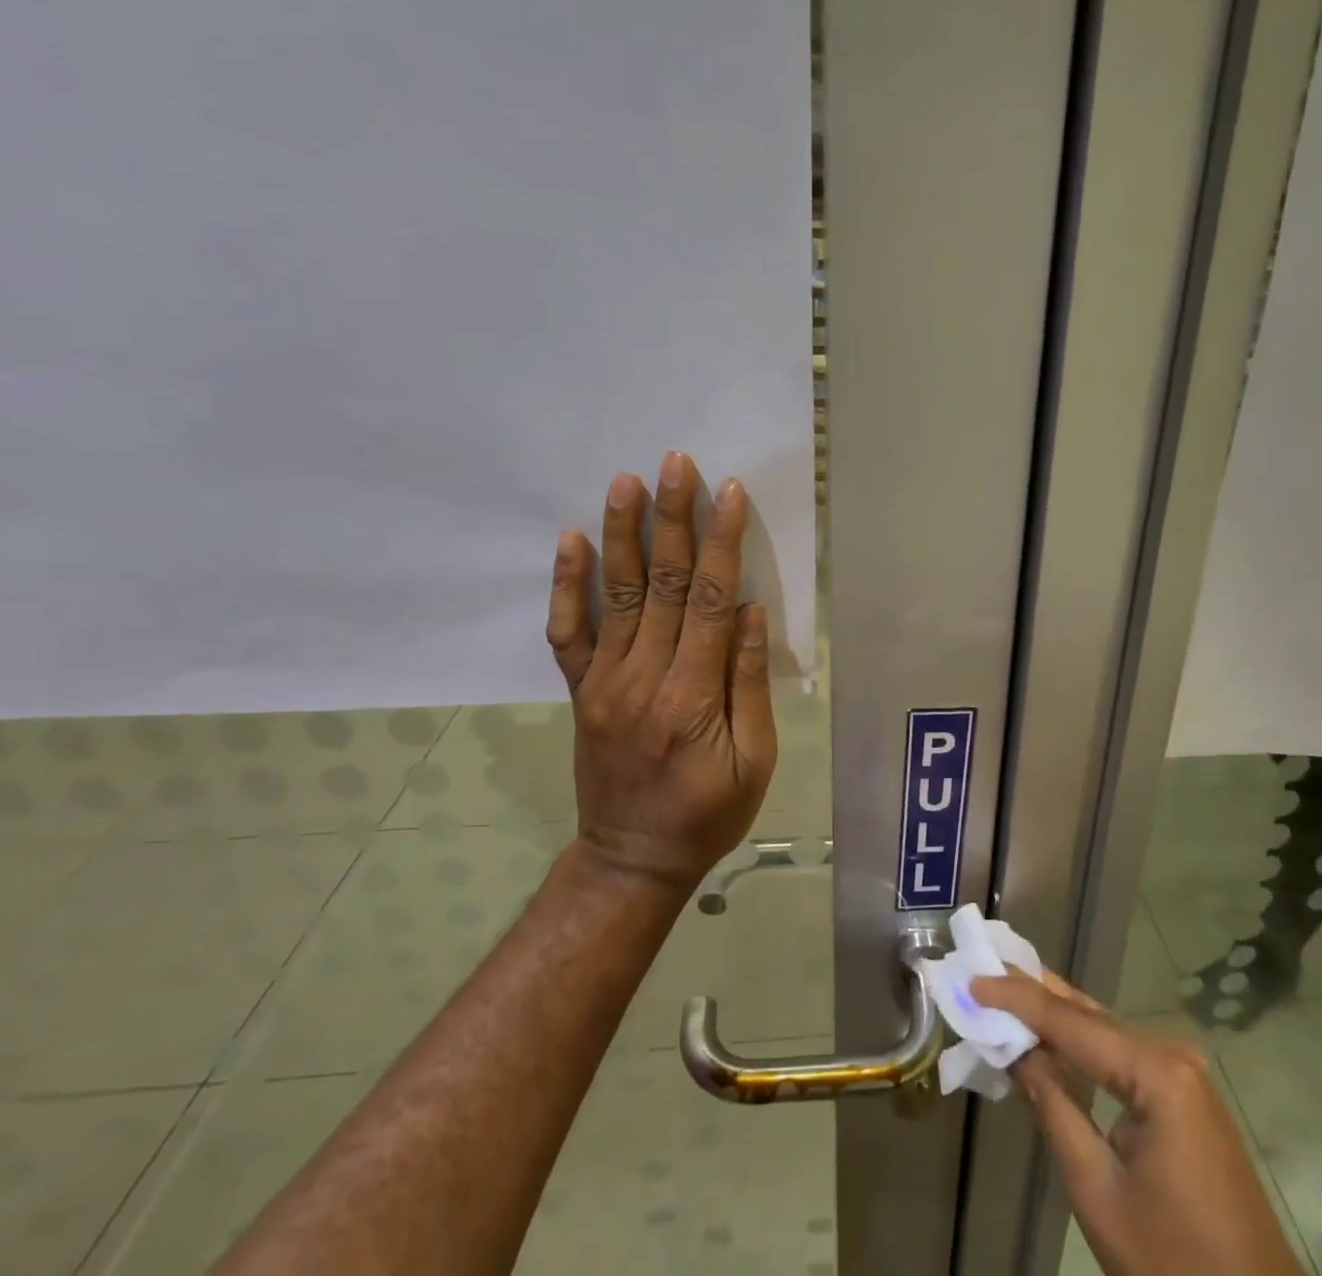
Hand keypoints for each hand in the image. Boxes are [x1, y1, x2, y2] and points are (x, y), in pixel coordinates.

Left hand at [544, 450, 777, 891]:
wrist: (631, 859)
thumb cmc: (708, 814)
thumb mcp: (754, 761)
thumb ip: (748, 685)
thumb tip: (751, 614)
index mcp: (692, 697)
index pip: (712, 603)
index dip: (722, 544)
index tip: (728, 493)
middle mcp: (643, 678)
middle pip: (664, 585)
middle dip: (673, 519)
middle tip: (675, 463)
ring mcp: (604, 682)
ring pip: (616, 595)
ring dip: (622, 535)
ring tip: (625, 482)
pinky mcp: (581, 690)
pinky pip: (568, 632)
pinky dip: (567, 585)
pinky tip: (571, 540)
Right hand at [973, 973, 1301, 1275]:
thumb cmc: (1173, 1266)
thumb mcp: (1097, 1189)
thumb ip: (1053, 1107)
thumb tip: (1014, 1049)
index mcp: (1157, 1072)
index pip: (1071, 1023)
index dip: (1017, 999)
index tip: (973, 979)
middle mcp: (1173, 1055)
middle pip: (1089, 1016)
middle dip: (1034, 993)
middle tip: (986, 968)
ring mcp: (1183, 1075)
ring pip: (1105, 1032)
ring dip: (1055, 1015)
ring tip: (1006, 988)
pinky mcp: (1185, 1097)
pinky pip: (1122, 1056)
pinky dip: (1081, 1044)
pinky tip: (1051, 1034)